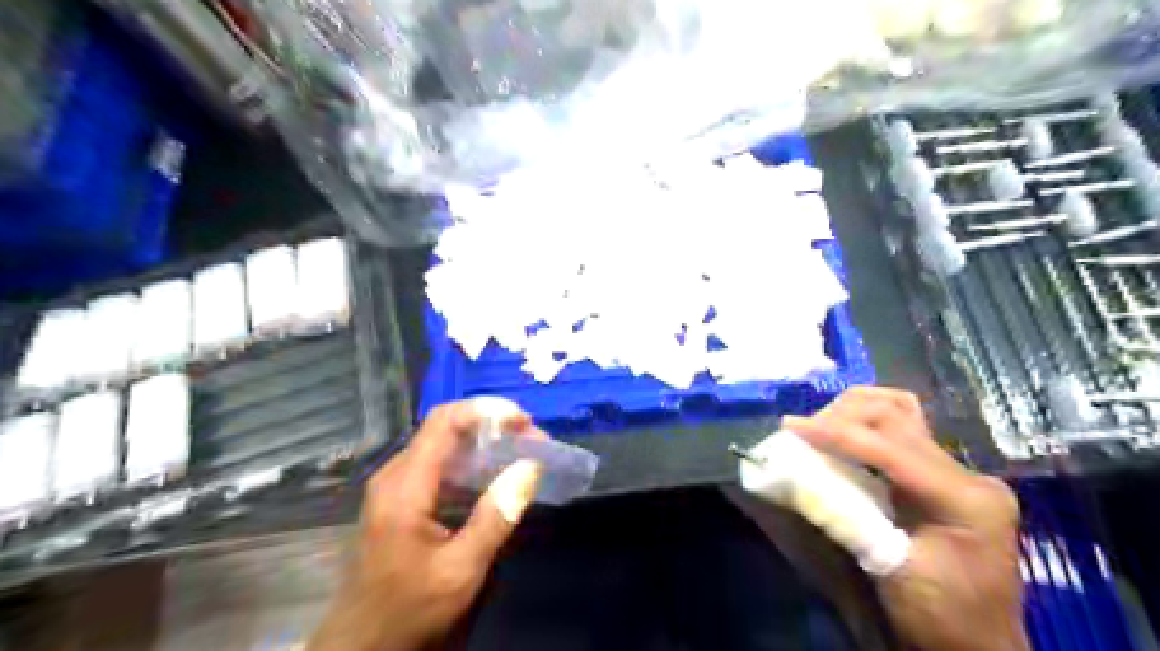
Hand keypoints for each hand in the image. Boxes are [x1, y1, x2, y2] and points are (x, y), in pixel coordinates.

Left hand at [307, 401, 544, 650]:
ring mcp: (396, 486)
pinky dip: (472, 461)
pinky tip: (497, 476)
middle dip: (493, 426)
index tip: (524, 421)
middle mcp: (396, 474)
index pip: (444, 421)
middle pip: (446, 428)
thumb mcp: (460, 570)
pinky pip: (440, 465)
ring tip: (523, 453)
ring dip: (485, 443)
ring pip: (444, 444)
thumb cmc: (409, 609)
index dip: (486, 410)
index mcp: (405, 485)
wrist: (363, 645)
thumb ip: (495, 517)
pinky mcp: (401, 499)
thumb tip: (530, 466)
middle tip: (533, 440)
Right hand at [778, 385, 1021, 650]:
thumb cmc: (939, 617)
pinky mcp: (945, 477)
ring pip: (902, 413)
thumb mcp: (889, 568)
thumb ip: (845, 515)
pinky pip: (903, 431)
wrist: (979, 647)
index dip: (837, 433)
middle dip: (842, 416)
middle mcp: (969, 475)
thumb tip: (796, 474)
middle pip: (897, 417)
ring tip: (819, 427)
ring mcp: (961, 473)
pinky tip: (844, 433)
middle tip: (801, 430)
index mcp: (966, 499)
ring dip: (854, 412)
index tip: (791, 427)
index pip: (890, 448)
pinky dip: (867, 425)